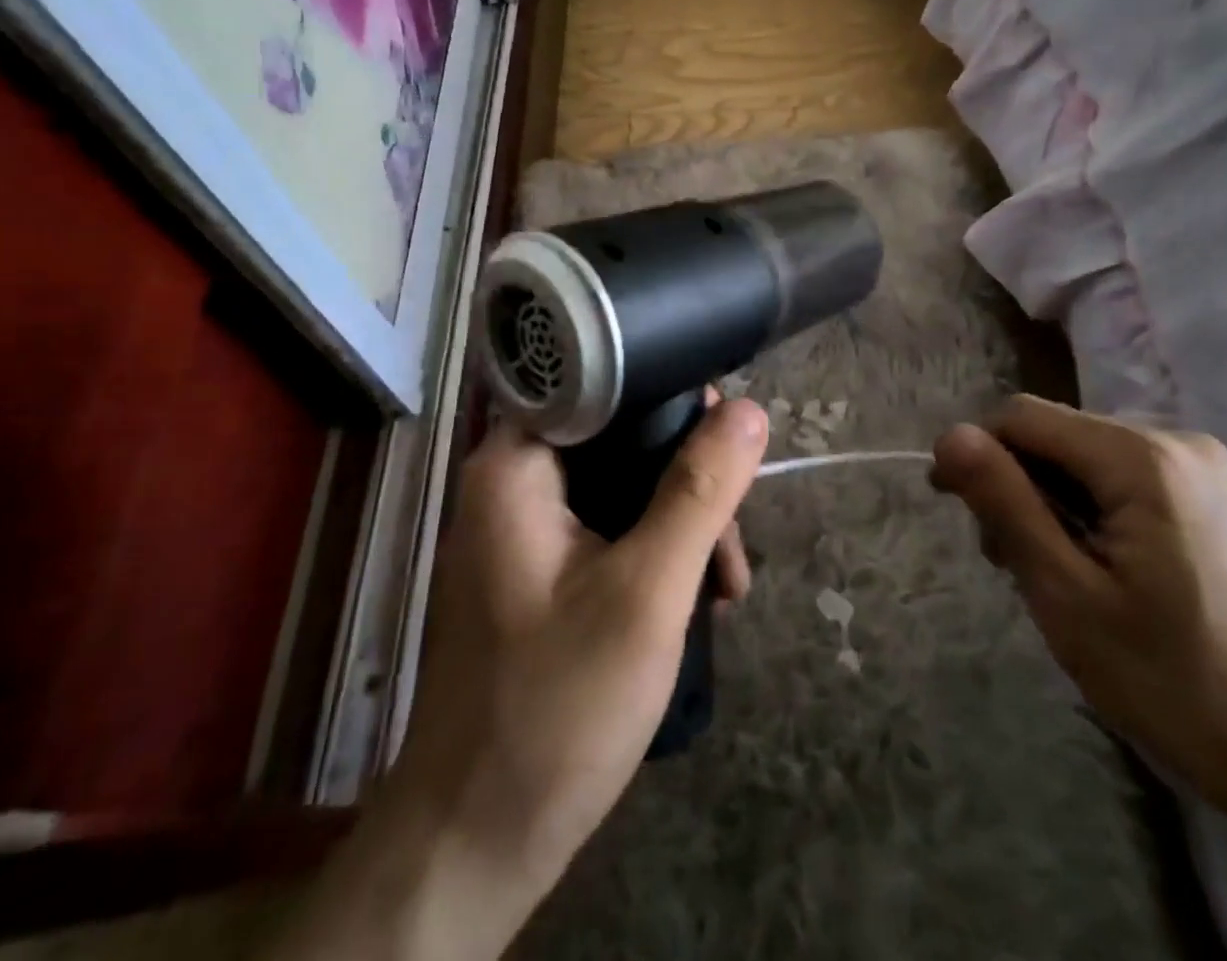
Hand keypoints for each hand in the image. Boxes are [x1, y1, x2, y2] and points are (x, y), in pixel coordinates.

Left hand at [314, 397, 766, 960]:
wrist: (476, 842)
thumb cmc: (557, 707)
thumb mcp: (646, 593)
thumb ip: (699, 492)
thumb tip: (750, 410)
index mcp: (515, 464)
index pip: (603, 385)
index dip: (671, 396)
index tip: (730, 436)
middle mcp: (511, 480)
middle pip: (619, 436)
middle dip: (688, 480)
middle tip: (733, 542)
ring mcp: (521, 527)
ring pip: (620, 485)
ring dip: (680, 523)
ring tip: (727, 585)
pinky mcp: (537, 568)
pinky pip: (607, 527)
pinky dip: (653, 551)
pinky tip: (695, 597)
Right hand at [931, 396, 1226, 821]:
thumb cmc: (1178, 683)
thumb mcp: (1068, 595)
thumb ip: (1005, 503)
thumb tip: (949, 436)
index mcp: (1141, 456)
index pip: (1022, 416)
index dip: (976, 454)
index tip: (957, 512)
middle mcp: (1177, 442)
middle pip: (1057, 436)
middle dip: (1018, 486)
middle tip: (1013, 565)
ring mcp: (1204, 472)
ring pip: (1086, 460)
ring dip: (1052, 505)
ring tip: (1057, 578)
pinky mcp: (1216, 501)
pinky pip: (1124, 482)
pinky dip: (1092, 514)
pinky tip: (1100, 572)